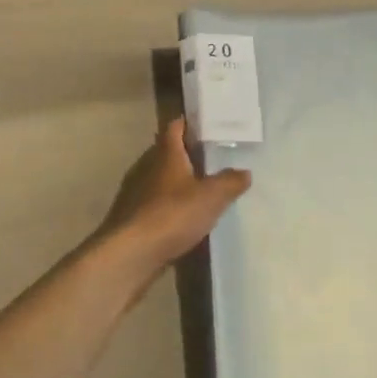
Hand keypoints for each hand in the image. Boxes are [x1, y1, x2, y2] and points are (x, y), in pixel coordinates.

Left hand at [102, 119, 250, 272]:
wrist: (132, 253)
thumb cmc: (173, 214)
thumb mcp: (212, 197)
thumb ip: (230, 181)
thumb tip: (245, 172)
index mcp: (166, 153)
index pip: (175, 127)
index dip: (190, 123)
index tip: (207, 126)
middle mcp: (147, 166)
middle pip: (167, 152)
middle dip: (187, 153)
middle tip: (212, 158)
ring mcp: (136, 192)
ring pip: (160, 178)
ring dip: (177, 181)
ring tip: (202, 188)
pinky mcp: (131, 216)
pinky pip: (154, 202)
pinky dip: (168, 204)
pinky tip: (183, 217)